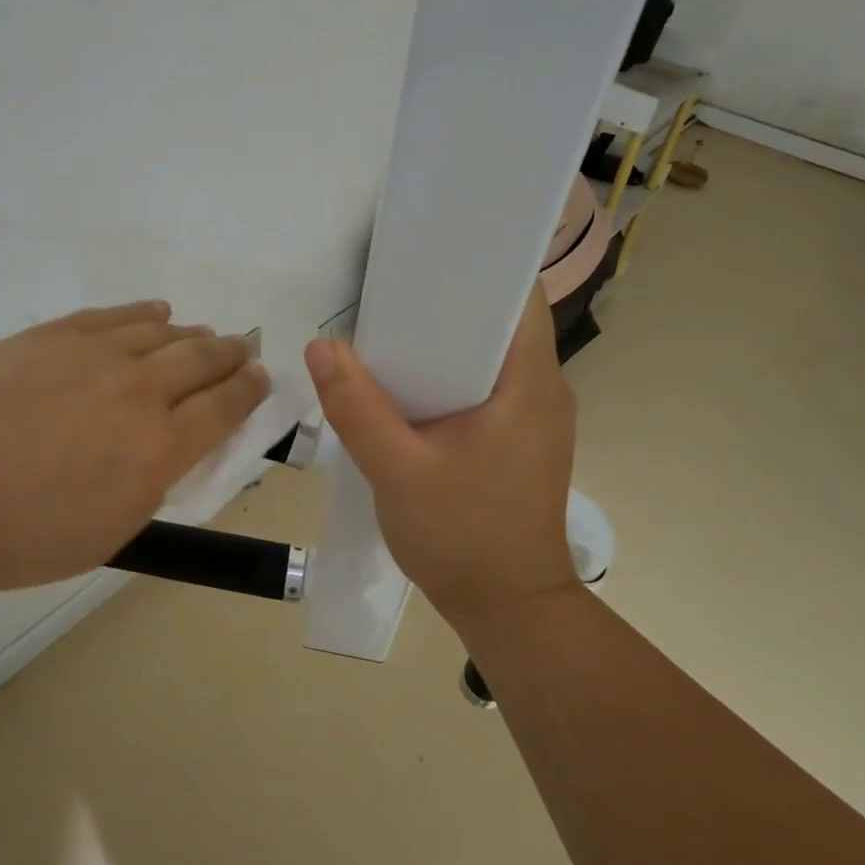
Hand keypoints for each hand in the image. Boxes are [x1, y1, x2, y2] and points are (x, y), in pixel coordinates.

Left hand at [0, 300, 267, 596]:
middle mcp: (137, 391)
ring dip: (191, 335)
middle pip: (201, 360)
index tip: (261, 379)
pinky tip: (157, 312)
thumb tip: (168, 451)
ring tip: (202, 337)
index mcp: (156, 449)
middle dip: (231, 355)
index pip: (224, 408)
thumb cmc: (14, 537)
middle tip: (242, 352)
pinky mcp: (50, 336)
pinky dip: (143, 313)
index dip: (249, 391)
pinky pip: (112, 316)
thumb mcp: (104, 534)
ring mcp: (92, 355)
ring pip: (161, 333)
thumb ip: (149, 487)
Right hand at [303, 290, 577, 632]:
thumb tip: (320, 346)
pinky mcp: (521, 438)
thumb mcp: (397, 472)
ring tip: (390, 330)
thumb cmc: (462, 537)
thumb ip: (357, 407)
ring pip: (490, 354)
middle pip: (499, 320)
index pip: (519, 294)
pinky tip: (408, 384)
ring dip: (445, 340)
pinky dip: (450, 374)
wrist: (508, 609)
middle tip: (387, 292)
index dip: (476, 266)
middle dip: (446, 301)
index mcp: (529, 381)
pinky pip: (486, 385)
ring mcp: (536, 415)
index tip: (425, 255)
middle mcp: (543, 388)